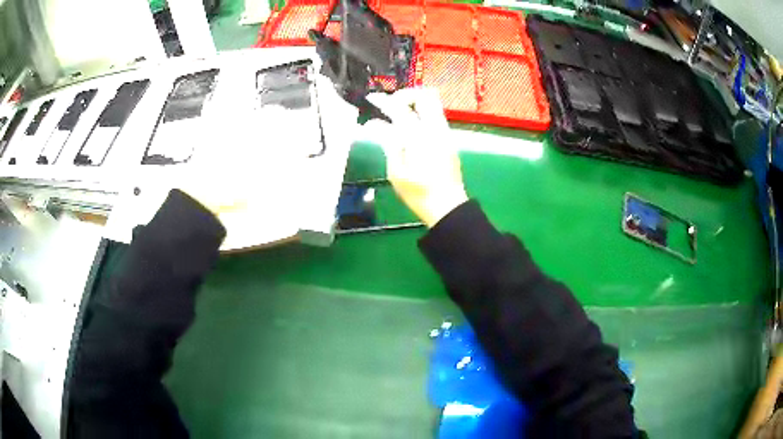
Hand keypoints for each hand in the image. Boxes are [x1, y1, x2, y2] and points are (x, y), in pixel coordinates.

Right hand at [363, 89, 467, 226]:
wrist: (448, 206)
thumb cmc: (419, 193)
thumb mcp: (397, 172)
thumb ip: (389, 143)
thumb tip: (376, 125)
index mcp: (419, 137)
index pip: (400, 109)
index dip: (383, 101)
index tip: (372, 98)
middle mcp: (435, 129)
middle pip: (425, 96)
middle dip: (406, 95)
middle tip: (392, 104)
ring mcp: (445, 133)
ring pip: (433, 104)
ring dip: (415, 103)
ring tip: (399, 113)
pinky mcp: (449, 139)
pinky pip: (435, 115)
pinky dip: (421, 113)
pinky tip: (410, 127)